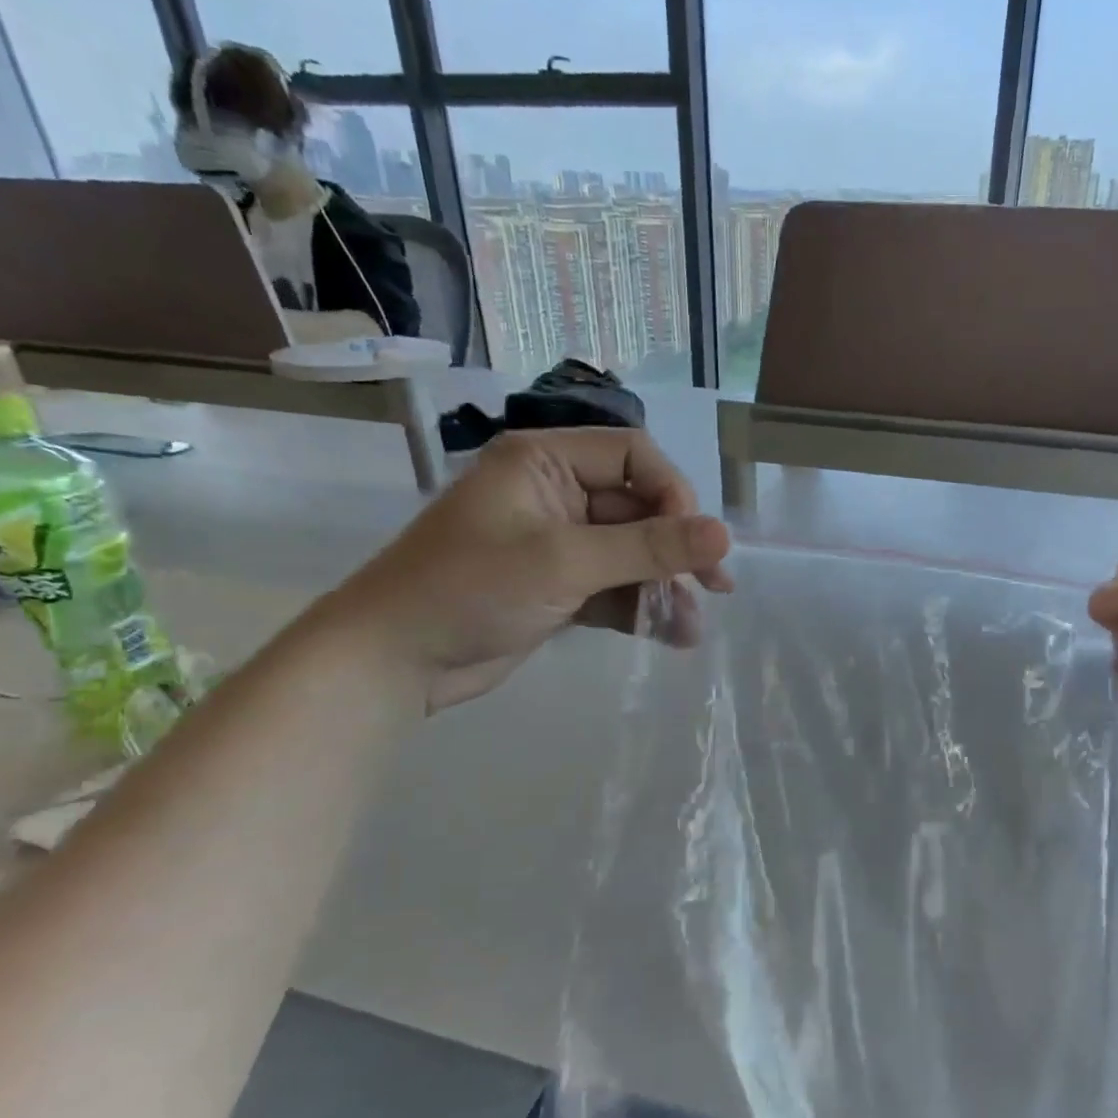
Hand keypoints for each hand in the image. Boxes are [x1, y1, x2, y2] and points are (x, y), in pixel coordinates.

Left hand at [314, 428, 730, 712]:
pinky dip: (640, 608)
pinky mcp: (556, 586)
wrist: (393, 661)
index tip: (694, 542)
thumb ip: (648, 548)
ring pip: (629, 553)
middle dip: (674, 549)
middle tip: (715, 585)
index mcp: (544, 462)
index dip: (672, 494)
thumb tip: (724, 536)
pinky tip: (671, 636)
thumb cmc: (470, 590)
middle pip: (637, 508)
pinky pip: (613, 586)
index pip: (633, 456)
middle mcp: (554, 493)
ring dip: (663, 585)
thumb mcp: (565, 563)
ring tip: (692, 623)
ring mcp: (556, 543)